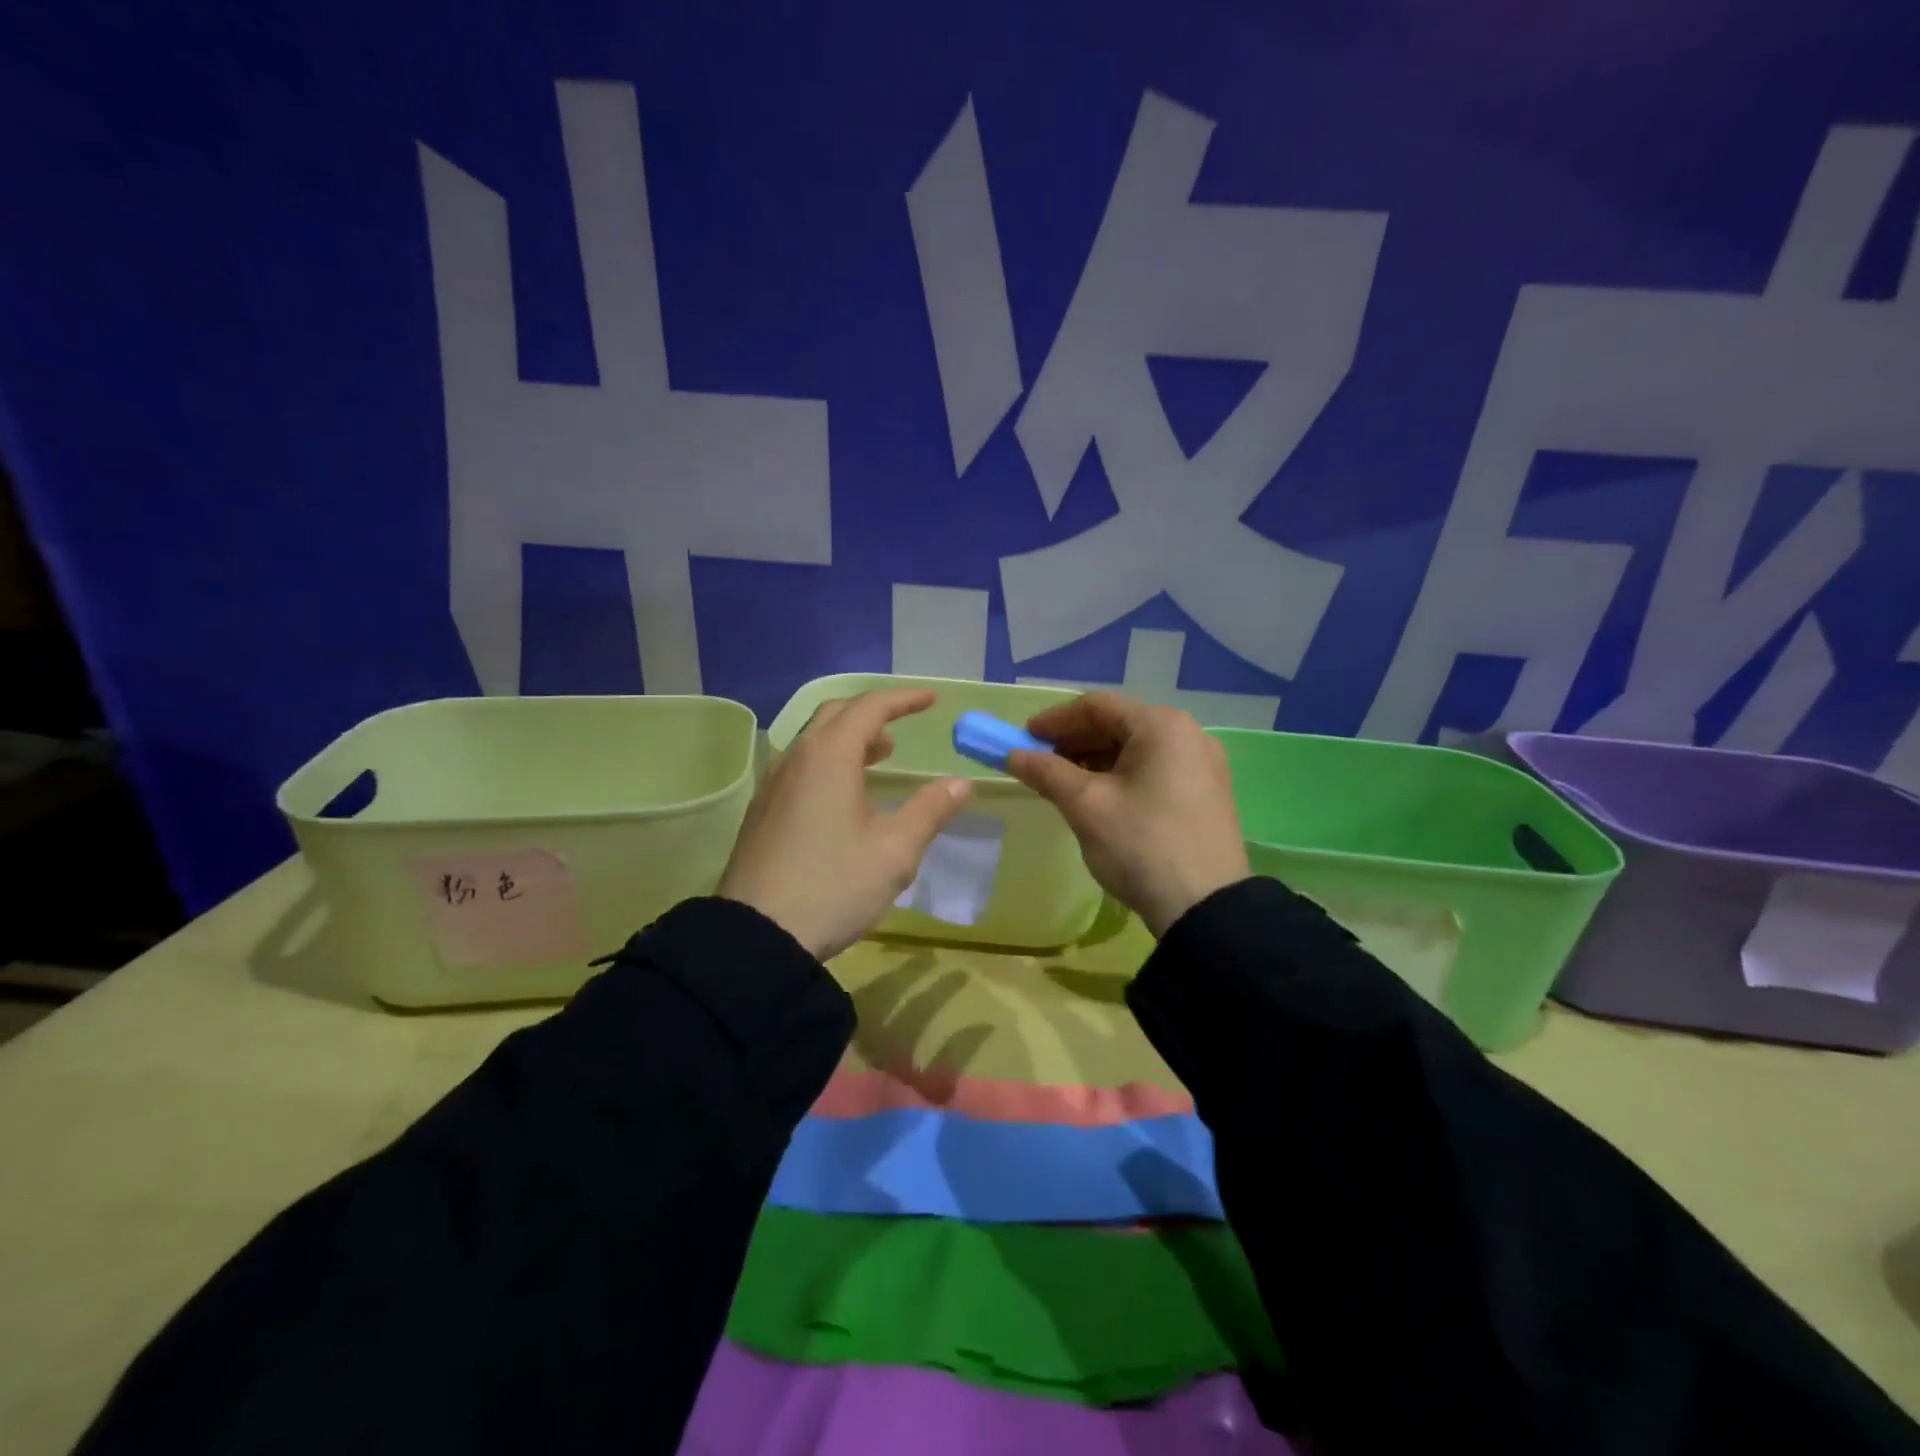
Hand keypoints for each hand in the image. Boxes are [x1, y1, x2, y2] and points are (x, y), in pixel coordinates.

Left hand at [717, 689, 972, 960]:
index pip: (870, 708)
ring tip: (878, 758)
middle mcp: (796, 759)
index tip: (932, 700)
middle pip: (835, 715)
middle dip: (872, 714)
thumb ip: (930, 810)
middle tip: (901, 728)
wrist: (756, 936)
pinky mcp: (762, 811)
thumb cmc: (834, 886)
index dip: (904, 700)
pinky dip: (828, 761)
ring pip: (813, 741)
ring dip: (849, 738)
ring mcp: (773, 785)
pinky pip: (800, 766)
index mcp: (829, 757)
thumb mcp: (894, 851)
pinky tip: (842, 796)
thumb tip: (961, 783)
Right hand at [1004, 692, 1249, 937]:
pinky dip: (1120, 776)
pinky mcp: (1206, 793)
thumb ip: (1046, 772)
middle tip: (1039, 764)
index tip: (1022, 740)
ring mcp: (1202, 764)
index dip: (1054, 720)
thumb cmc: (1141, 845)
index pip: (1097, 706)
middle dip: (1074, 741)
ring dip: (1095, 760)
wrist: (1206, 908)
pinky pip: (1154, 769)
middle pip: (1118, 724)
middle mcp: (1188, 734)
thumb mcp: (1086, 806)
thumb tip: (1013, 755)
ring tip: (1063, 784)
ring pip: (1136, 749)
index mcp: (1161, 726)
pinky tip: (1098, 798)